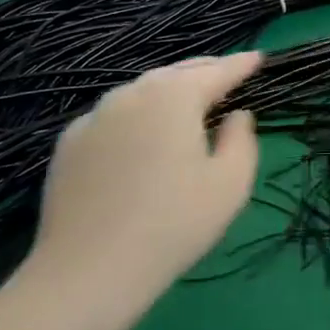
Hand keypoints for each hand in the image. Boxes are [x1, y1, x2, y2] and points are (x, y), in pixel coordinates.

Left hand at [25, 53, 261, 303]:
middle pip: (176, 73)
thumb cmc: (173, 225)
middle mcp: (131, 94)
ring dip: (168, 91)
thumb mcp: (230, 185)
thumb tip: (236, 115)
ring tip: (187, 101)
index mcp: (174, 97)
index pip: (217, 72)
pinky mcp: (69, 143)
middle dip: (205, 71)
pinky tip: (141, 135)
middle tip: (227, 74)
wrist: (88, 271)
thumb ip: (242, 139)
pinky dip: (136, 115)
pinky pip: (113, 117)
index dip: (241, 64)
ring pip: (141, 91)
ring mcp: (95, 117)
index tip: (259, 58)